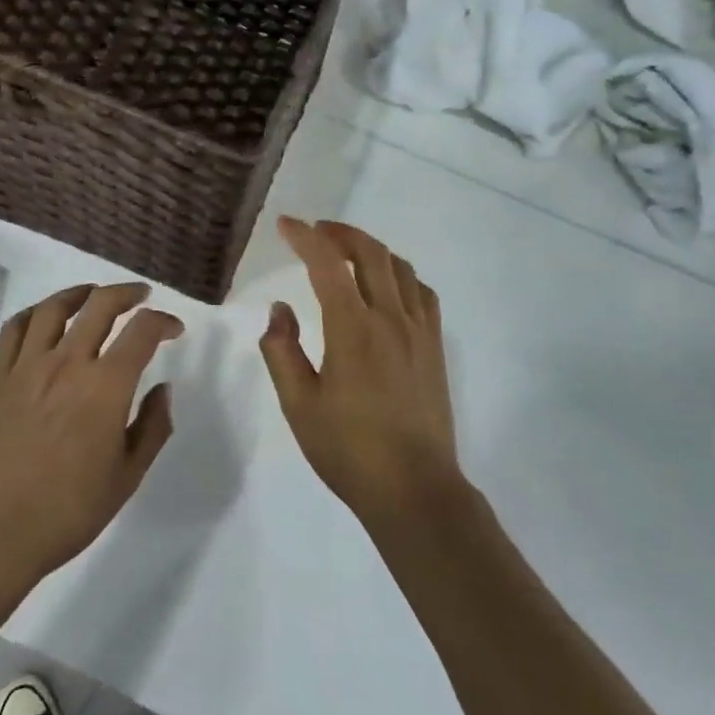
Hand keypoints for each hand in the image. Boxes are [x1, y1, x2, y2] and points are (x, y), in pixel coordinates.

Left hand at [0, 283, 181, 587]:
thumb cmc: (67, 512)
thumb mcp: (127, 477)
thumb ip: (153, 427)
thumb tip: (163, 389)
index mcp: (106, 387)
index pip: (142, 331)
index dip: (164, 322)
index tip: (174, 330)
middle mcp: (68, 364)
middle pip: (101, 305)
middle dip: (128, 293)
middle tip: (142, 296)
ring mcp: (27, 367)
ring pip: (55, 308)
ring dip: (81, 293)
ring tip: (94, 295)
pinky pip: (16, 328)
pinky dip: (36, 312)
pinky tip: (46, 318)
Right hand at [259, 218, 461, 528]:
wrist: (414, 489)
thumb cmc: (348, 450)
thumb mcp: (298, 405)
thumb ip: (281, 351)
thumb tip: (280, 309)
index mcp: (352, 329)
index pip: (327, 264)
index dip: (305, 238)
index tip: (286, 225)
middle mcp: (390, 318)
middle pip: (370, 252)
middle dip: (340, 233)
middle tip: (316, 232)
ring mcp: (419, 331)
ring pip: (399, 267)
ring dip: (371, 249)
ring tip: (347, 254)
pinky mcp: (435, 347)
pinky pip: (421, 292)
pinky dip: (400, 275)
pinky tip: (387, 288)